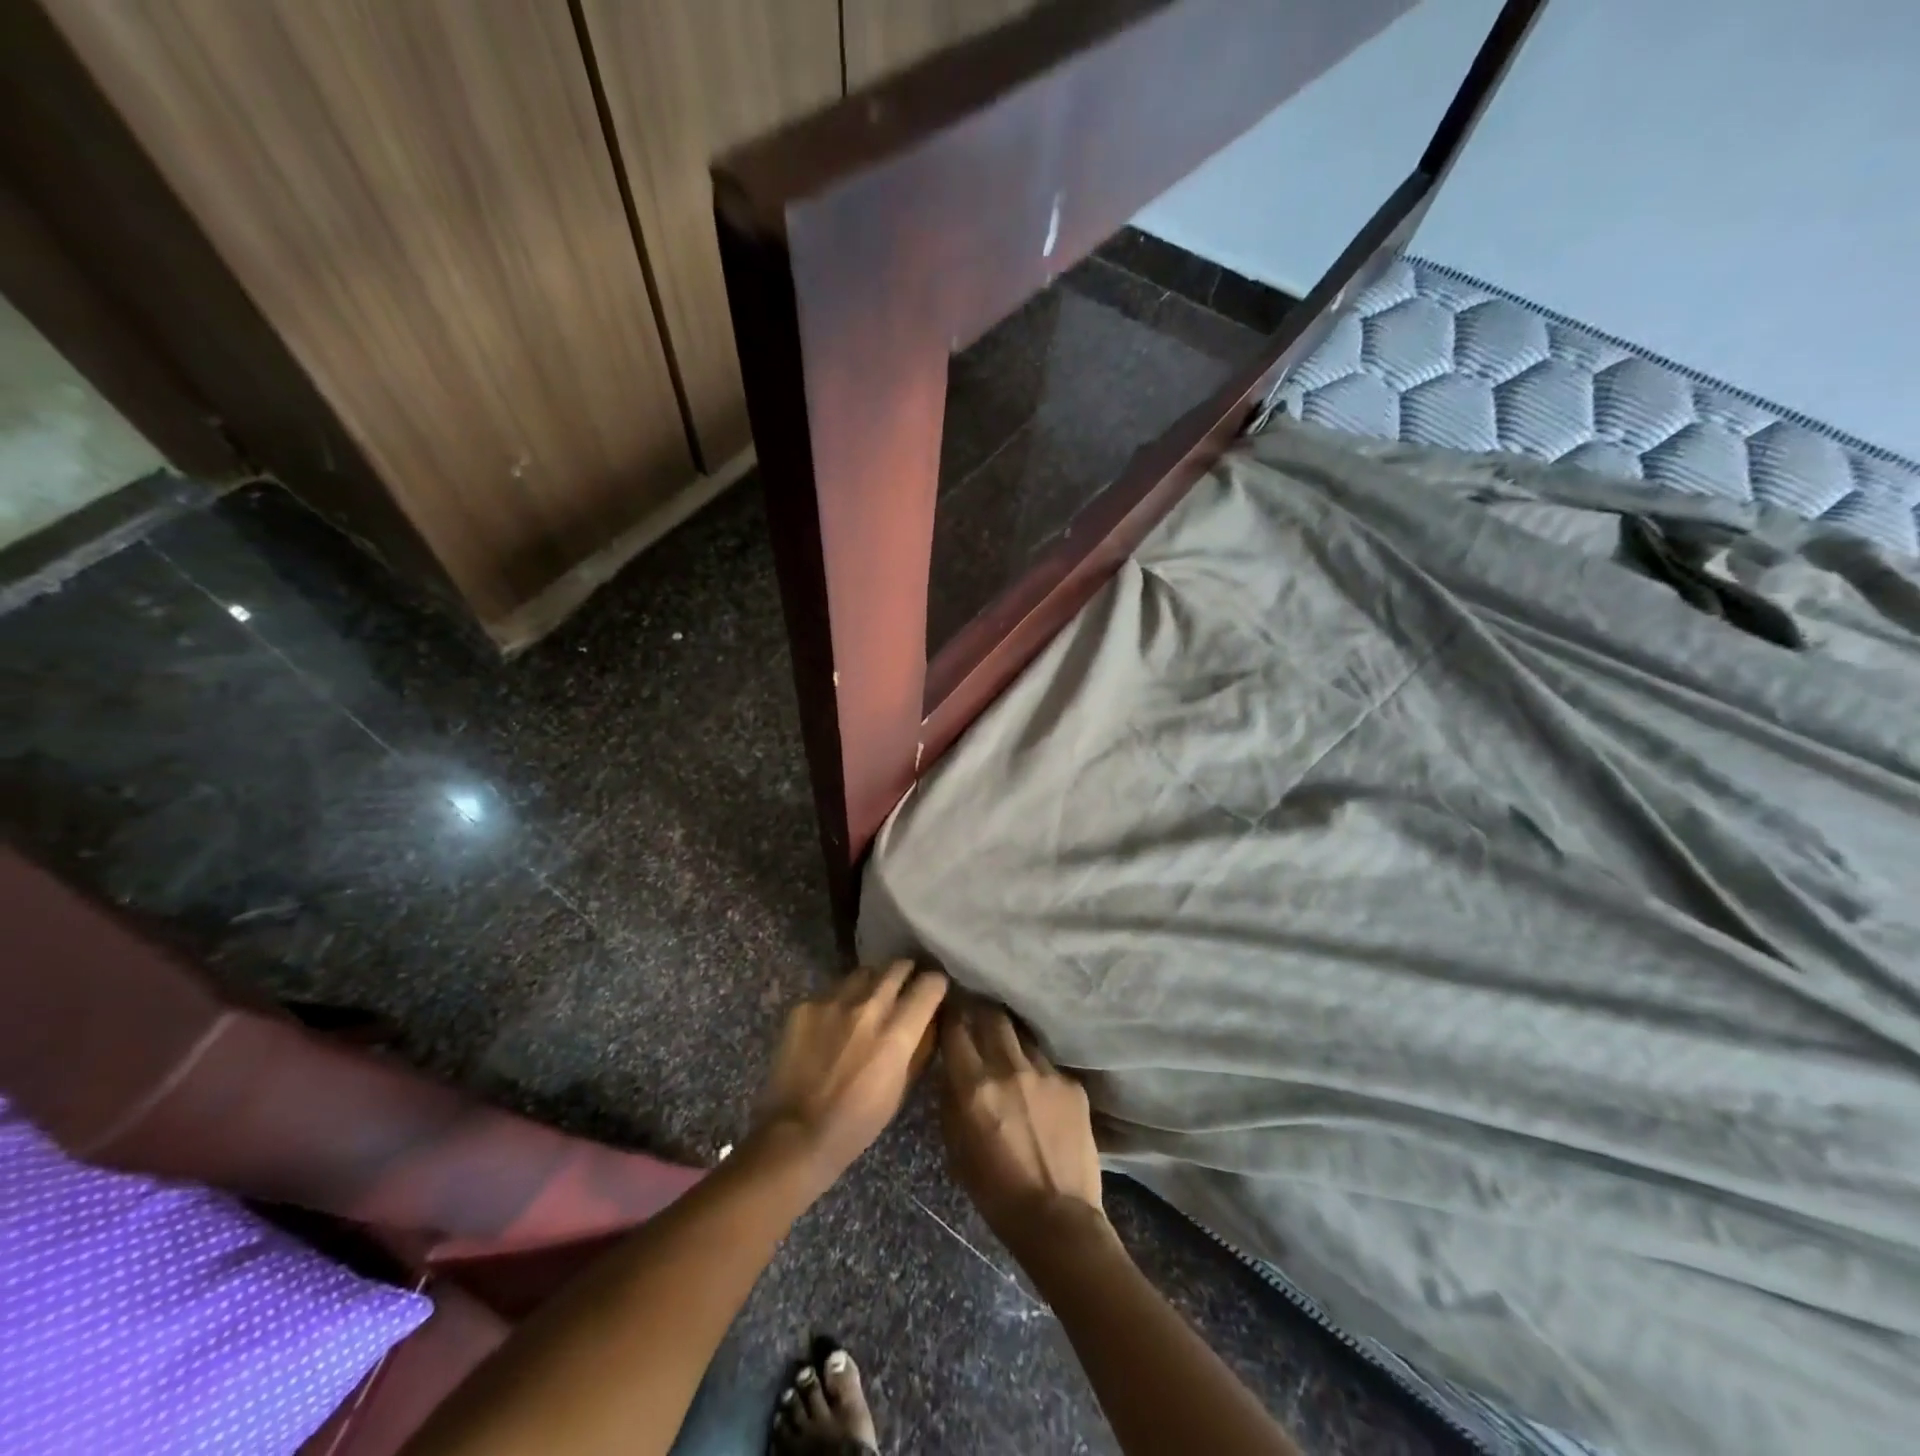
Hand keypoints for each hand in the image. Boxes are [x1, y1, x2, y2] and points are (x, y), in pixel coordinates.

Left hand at [754, 960, 948, 1191]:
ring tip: (870, 1000)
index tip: (934, 991)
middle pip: (898, 966)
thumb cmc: (858, 1121)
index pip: (930, 984)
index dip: (936, 985)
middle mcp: (868, 1007)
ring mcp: (833, 1002)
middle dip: (907, 973)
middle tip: (906, 987)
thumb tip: (933, 1016)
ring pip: (865, 972)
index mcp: (897, 1033)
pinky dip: (841, 1000)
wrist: (797, 1134)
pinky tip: (835, 1022)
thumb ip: (920, 1046)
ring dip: (874, 982)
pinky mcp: (805, 1005)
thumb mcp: (902, 1088)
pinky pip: (833, 990)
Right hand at [939, 1002, 1107, 1254]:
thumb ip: (950, 1101)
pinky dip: (1036, 1068)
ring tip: (1006, 1043)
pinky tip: (1037, 1085)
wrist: (1058, 1219)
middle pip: (991, 1015)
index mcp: (974, 1086)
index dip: (950, 1013)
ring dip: (1009, 1036)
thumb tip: (951, 1070)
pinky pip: (1047, 1063)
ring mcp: (1044, 1072)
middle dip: (981, 1010)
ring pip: (1021, 1034)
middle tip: (976, 1012)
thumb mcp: (956, 1149)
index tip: (948, 1008)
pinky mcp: (1071, 1083)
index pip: (956, 1028)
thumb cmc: (996, 1193)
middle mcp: (1008, 1067)